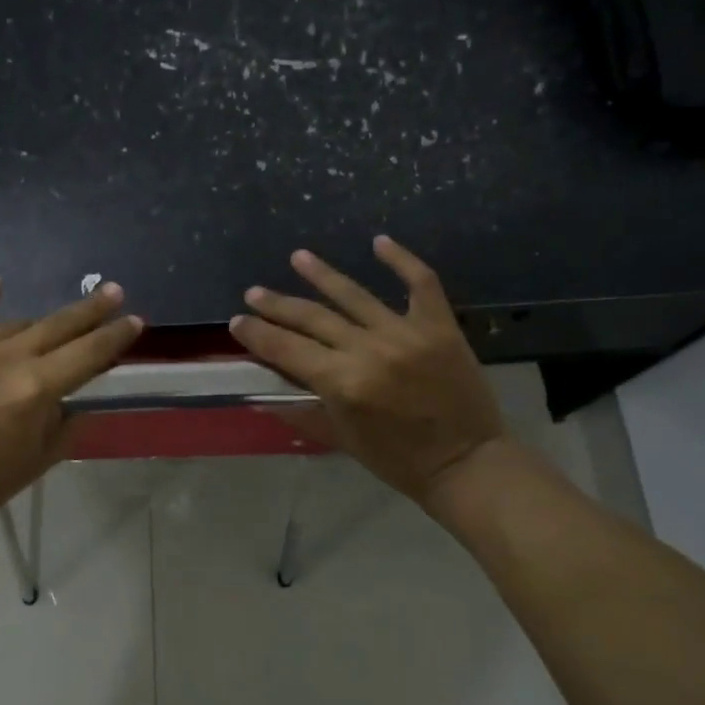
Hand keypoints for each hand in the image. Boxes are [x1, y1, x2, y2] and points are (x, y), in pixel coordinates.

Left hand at [0, 276, 143, 519]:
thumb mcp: (44, 456)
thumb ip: (69, 418)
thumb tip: (82, 391)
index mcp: (36, 389)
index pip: (88, 353)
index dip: (115, 336)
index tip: (135, 320)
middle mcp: (6, 359)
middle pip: (58, 326)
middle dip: (90, 309)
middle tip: (113, 291)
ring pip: (15, 325)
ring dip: (37, 328)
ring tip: (48, 333)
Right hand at [230, 237, 505, 507]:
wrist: (467, 463)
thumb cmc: (398, 460)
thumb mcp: (341, 438)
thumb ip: (303, 408)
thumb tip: (265, 389)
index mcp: (342, 383)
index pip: (286, 349)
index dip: (257, 334)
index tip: (237, 321)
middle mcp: (369, 350)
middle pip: (312, 318)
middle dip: (278, 304)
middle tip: (254, 292)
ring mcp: (406, 332)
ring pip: (354, 294)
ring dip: (322, 274)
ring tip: (298, 257)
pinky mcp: (440, 325)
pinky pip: (420, 283)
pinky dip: (401, 260)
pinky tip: (379, 241)